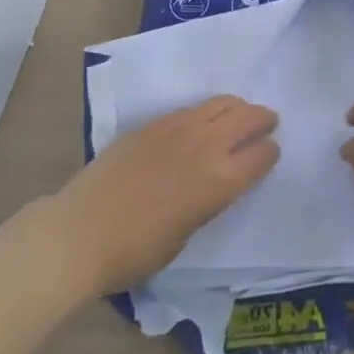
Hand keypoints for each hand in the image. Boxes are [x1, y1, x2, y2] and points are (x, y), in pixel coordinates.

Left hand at [52, 96, 278, 293]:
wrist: (81, 232)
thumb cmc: (135, 251)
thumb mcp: (184, 236)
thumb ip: (207, 202)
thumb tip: (211, 185)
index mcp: (220, 181)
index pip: (261, 155)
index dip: (270, 153)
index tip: (272, 153)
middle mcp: (207, 146)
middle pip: (247, 117)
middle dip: (263, 118)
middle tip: (268, 121)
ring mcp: (180, 128)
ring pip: (222, 102)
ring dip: (238, 107)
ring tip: (240, 114)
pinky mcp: (156, 122)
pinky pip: (193, 108)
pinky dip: (208, 111)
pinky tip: (203, 121)